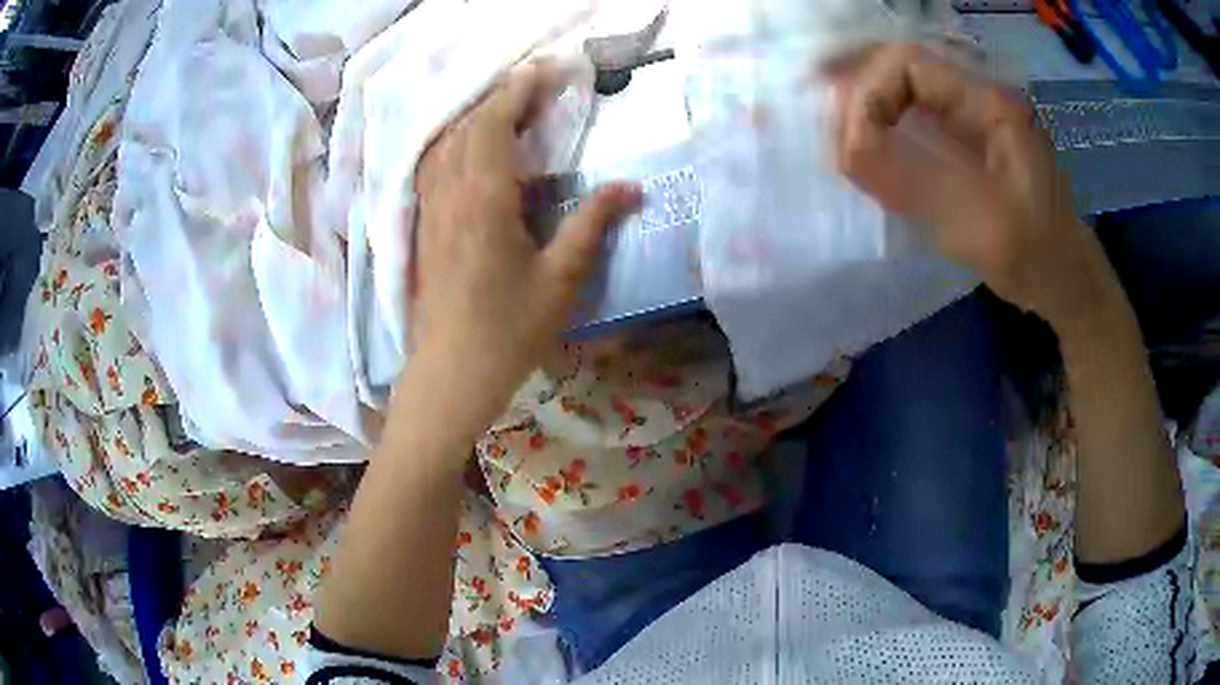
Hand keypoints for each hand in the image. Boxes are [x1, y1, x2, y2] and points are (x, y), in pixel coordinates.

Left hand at [412, 61, 641, 425]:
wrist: (450, 374)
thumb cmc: (508, 331)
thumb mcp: (561, 279)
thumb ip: (591, 224)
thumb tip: (629, 187)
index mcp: (483, 199)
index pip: (493, 124)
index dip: (516, 91)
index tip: (543, 70)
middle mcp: (449, 194)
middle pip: (466, 127)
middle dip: (498, 98)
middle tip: (533, 86)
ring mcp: (430, 210)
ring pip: (444, 145)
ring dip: (473, 119)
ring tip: (506, 111)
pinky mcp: (423, 227)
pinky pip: (434, 168)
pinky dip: (455, 145)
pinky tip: (471, 152)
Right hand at [832, 44, 1121, 332]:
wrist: (1065, 279)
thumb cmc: (1034, 254)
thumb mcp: (977, 220)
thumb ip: (912, 179)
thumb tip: (846, 149)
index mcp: (988, 100)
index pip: (907, 64)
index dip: (869, 94)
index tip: (853, 147)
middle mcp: (975, 95)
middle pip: (898, 68)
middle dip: (856, 91)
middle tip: (825, 129)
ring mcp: (971, 116)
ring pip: (902, 90)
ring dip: (863, 106)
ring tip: (834, 136)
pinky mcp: (965, 142)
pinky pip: (912, 117)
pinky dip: (880, 126)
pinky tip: (862, 147)